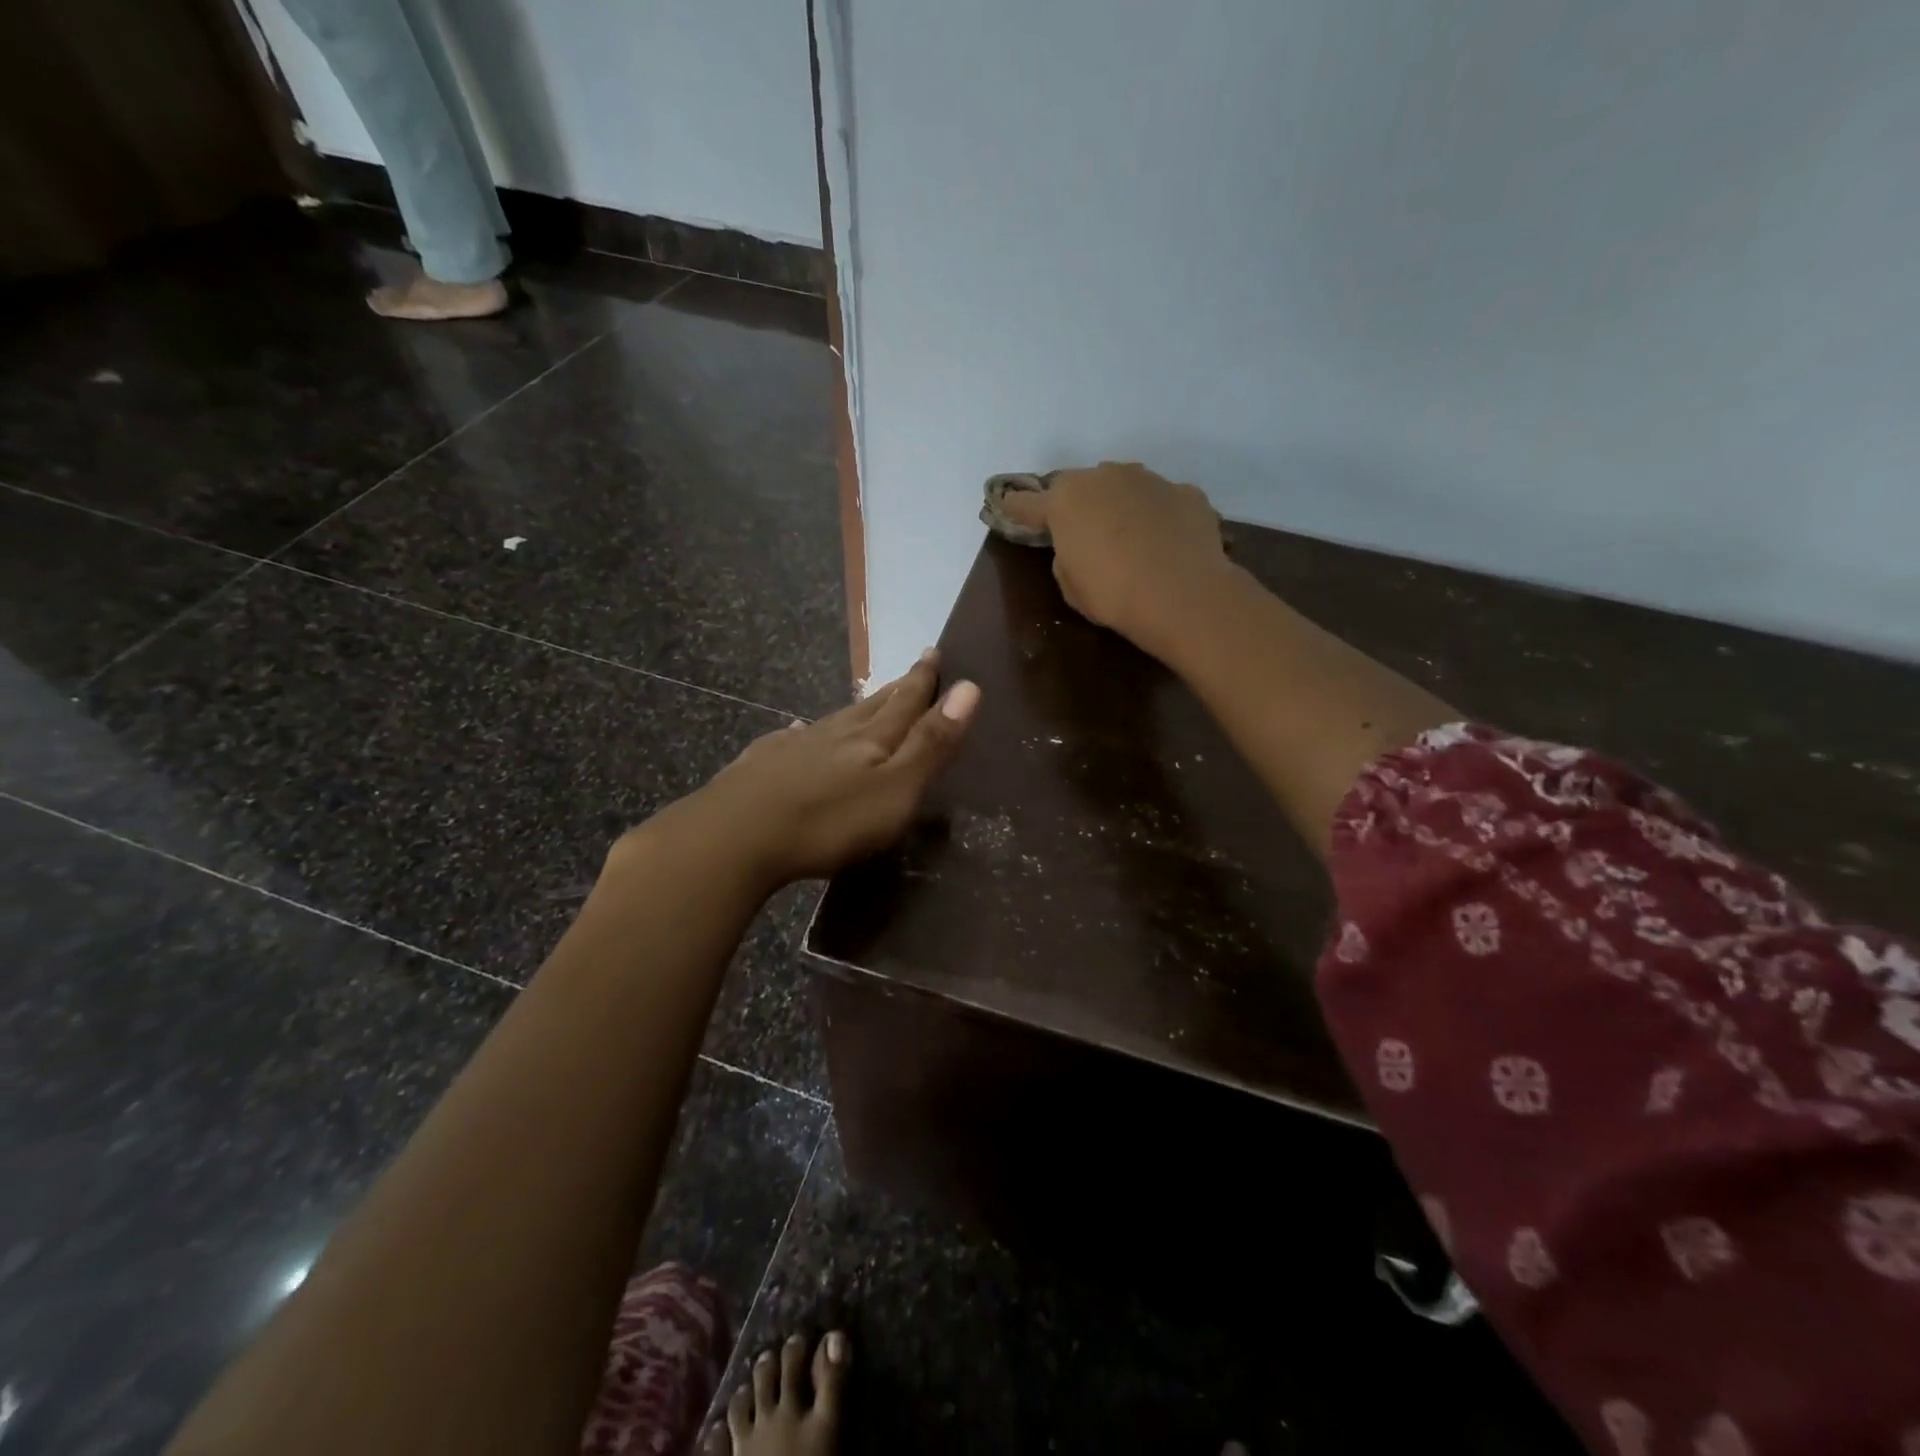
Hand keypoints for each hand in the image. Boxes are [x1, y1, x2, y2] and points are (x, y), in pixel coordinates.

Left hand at [648, 653, 979, 889]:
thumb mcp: (895, 788)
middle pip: (873, 705)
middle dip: (897, 688)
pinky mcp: (762, 765)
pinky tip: (797, 732)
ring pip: (835, 720)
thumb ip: (931, 743)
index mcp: (872, 738)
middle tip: (913, 669)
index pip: (907, 701)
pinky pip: (792, 739)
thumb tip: (970, 688)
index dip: (924, 679)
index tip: (934, 652)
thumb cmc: (828, 820)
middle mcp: (835, 732)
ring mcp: (794, 746)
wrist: (735, 836)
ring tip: (867, 702)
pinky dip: (804, 733)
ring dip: (856, 709)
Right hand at [1000, 462, 1231, 653]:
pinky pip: (1161, 502)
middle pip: (1080, 486)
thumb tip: (1077, 545)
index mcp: (1066, 500)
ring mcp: (1149, 480)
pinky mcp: (1186, 493)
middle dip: (1077, 505)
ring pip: (1124, 487)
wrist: (1183, 595)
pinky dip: (1158, 517)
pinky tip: (1165, 544)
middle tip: (1082, 533)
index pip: (1028, 502)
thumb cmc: (1113, 594)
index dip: (1016, 509)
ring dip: (1119, 506)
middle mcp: (1105, 477)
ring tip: (1129, 538)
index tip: (1007, 509)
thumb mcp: (1070, 585)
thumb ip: (1065, 556)